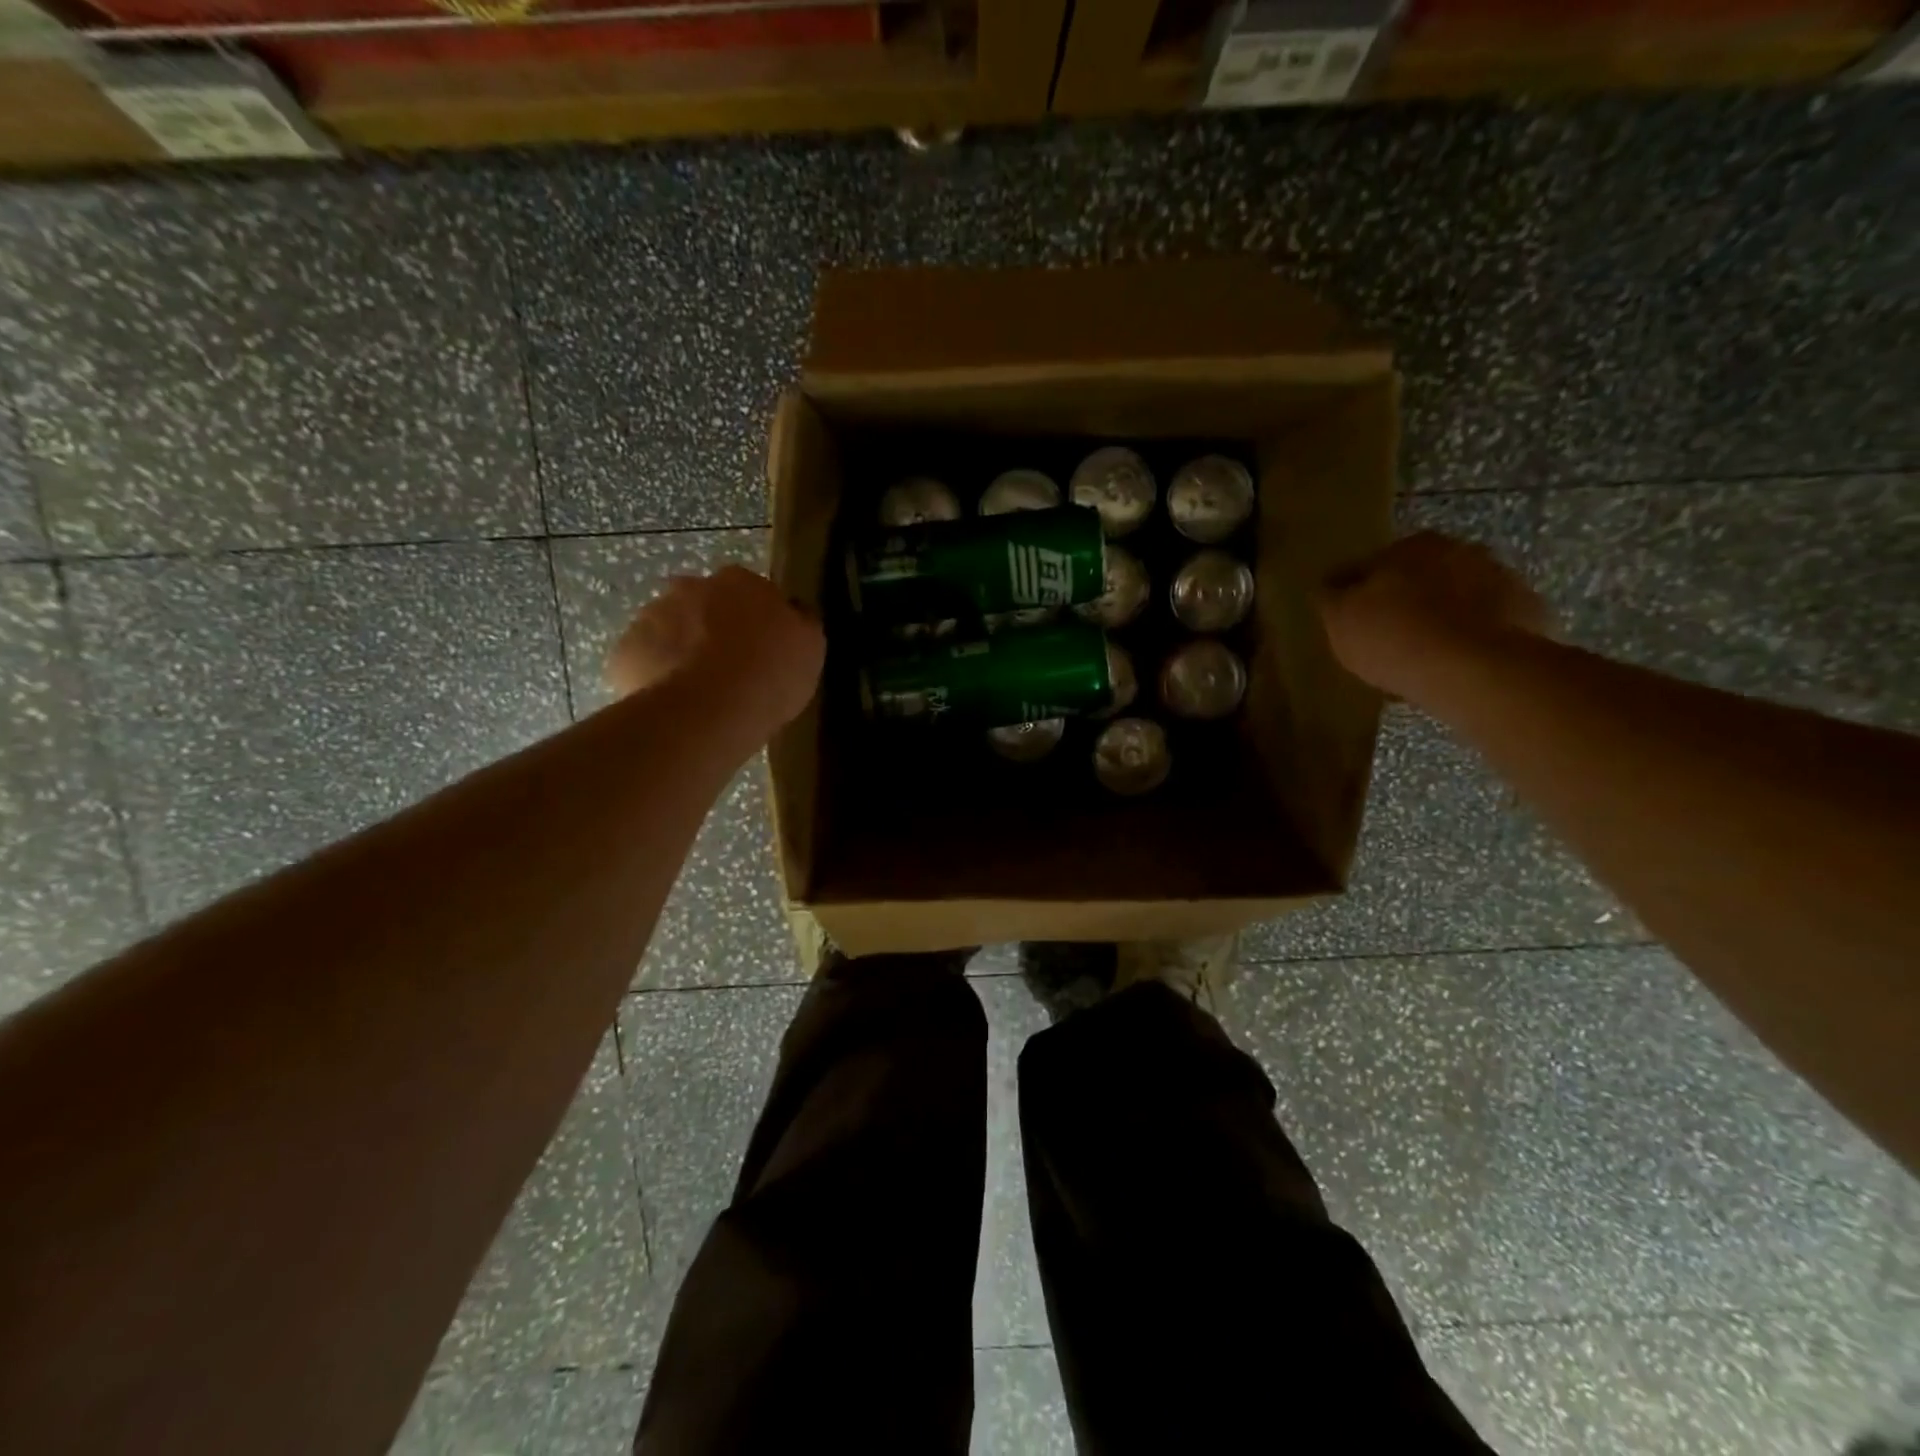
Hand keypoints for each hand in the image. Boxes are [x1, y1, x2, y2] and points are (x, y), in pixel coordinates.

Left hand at [605, 566, 824, 737]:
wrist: (709, 710)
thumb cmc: (770, 674)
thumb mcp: (810, 646)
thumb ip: (799, 622)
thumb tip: (792, 613)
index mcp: (740, 581)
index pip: (748, 590)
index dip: (755, 619)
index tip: (762, 647)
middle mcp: (690, 587)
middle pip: (702, 603)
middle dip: (711, 627)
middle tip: (728, 667)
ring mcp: (650, 617)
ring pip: (669, 630)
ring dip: (681, 650)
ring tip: (699, 691)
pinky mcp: (625, 652)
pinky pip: (644, 661)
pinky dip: (655, 676)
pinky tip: (675, 702)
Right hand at [1317, 532, 1550, 700]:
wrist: (1474, 670)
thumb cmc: (1394, 637)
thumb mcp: (1339, 620)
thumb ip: (1330, 597)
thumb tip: (1327, 584)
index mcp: (1411, 545)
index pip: (1374, 564)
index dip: (1361, 593)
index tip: (1355, 620)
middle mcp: (1461, 549)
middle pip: (1422, 577)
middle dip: (1408, 601)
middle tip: (1391, 639)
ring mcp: (1502, 579)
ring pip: (1459, 598)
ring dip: (1444, 618)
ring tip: (1425, 658)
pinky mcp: (1530, 612)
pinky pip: (1489, 624)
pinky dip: (1474, 638)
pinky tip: (1458, 666)